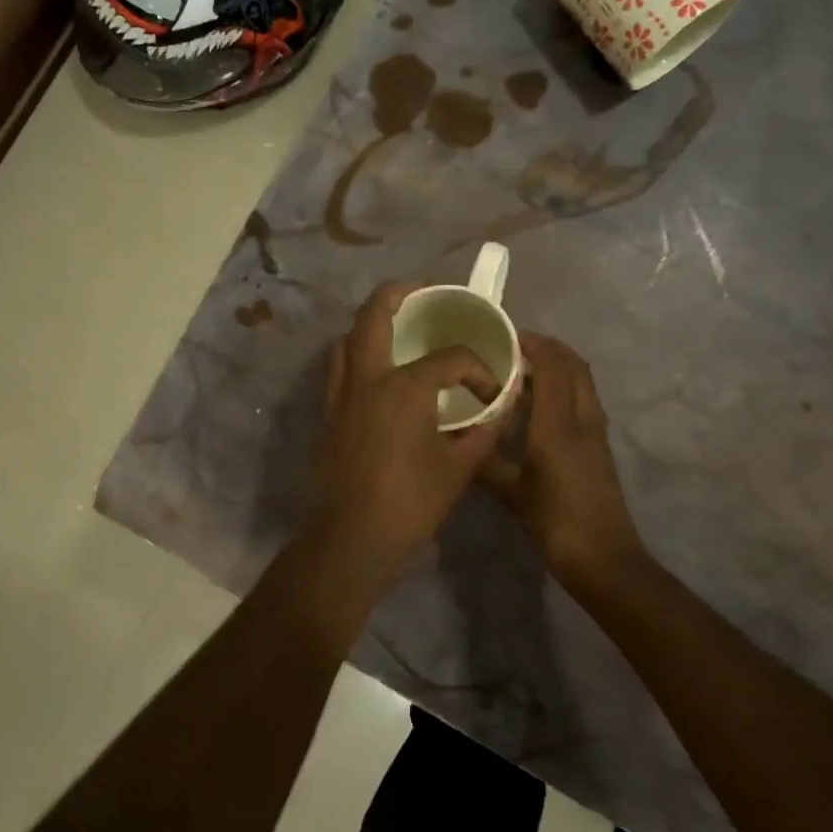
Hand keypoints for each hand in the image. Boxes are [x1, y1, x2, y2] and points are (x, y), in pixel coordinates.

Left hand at [307, 283, 505, 582]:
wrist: (352, 539)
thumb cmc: (410, 503)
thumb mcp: (460, 467)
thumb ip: (485, 430)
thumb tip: (504, 406)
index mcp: (405, 387)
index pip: (450, 359)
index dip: (477, 371)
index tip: (490, 394)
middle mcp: (367, 378)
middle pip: (375, 313)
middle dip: (400, 293)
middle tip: (424, 292)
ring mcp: (341, 393)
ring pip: (349, 338)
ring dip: (372, 323)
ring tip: (399, 327)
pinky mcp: (329, 412)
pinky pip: (339, 366)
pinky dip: (357, 353)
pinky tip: (378, 371)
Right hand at [478, 333, 645, 584]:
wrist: (604, 558)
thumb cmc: (556, 522)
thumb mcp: (512, 492)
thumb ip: (486, 460)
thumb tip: (458, 438)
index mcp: (559, 424)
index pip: (551, 365)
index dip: (530, 344)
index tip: (502, 336)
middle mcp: (582, 418)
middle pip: (573, 364)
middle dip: (546, 347)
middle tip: (511, 348)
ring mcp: (595, 430)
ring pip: (581, 380)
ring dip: (557, 365)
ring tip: (521, 370)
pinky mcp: (599, 443)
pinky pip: (582, 398)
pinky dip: (562, 385)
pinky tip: (537, 404)